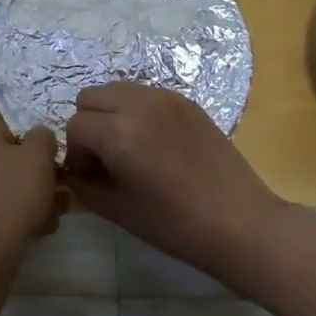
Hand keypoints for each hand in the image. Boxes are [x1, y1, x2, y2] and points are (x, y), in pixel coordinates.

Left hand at [0, 112, 59, 249]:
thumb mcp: (39, 156)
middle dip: (21, 180)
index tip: (44, 174)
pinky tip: (14, 236)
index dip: (30, 154)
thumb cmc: (8, 192)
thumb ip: (42, 138)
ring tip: (39, 224)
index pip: (6, 132)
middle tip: (48, 200)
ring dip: (11, 202)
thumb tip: (39, 137)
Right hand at [64, 83, 285, 284]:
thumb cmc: (177, 225)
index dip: (76, 153)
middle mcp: (139, 104)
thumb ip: (85, 186)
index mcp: (119, 132)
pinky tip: (154, 143)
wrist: (241, 222)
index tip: (90, 176)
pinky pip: (146, 95)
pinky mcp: (187, 102)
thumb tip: (74, 173)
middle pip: (91, 97)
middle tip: (105, 158)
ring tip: (128, 147)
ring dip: (112, 113)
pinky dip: (138, 111)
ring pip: (118, 90)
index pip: (75, 126)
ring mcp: (166, 98)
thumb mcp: (119, 211)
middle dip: (89, 125)